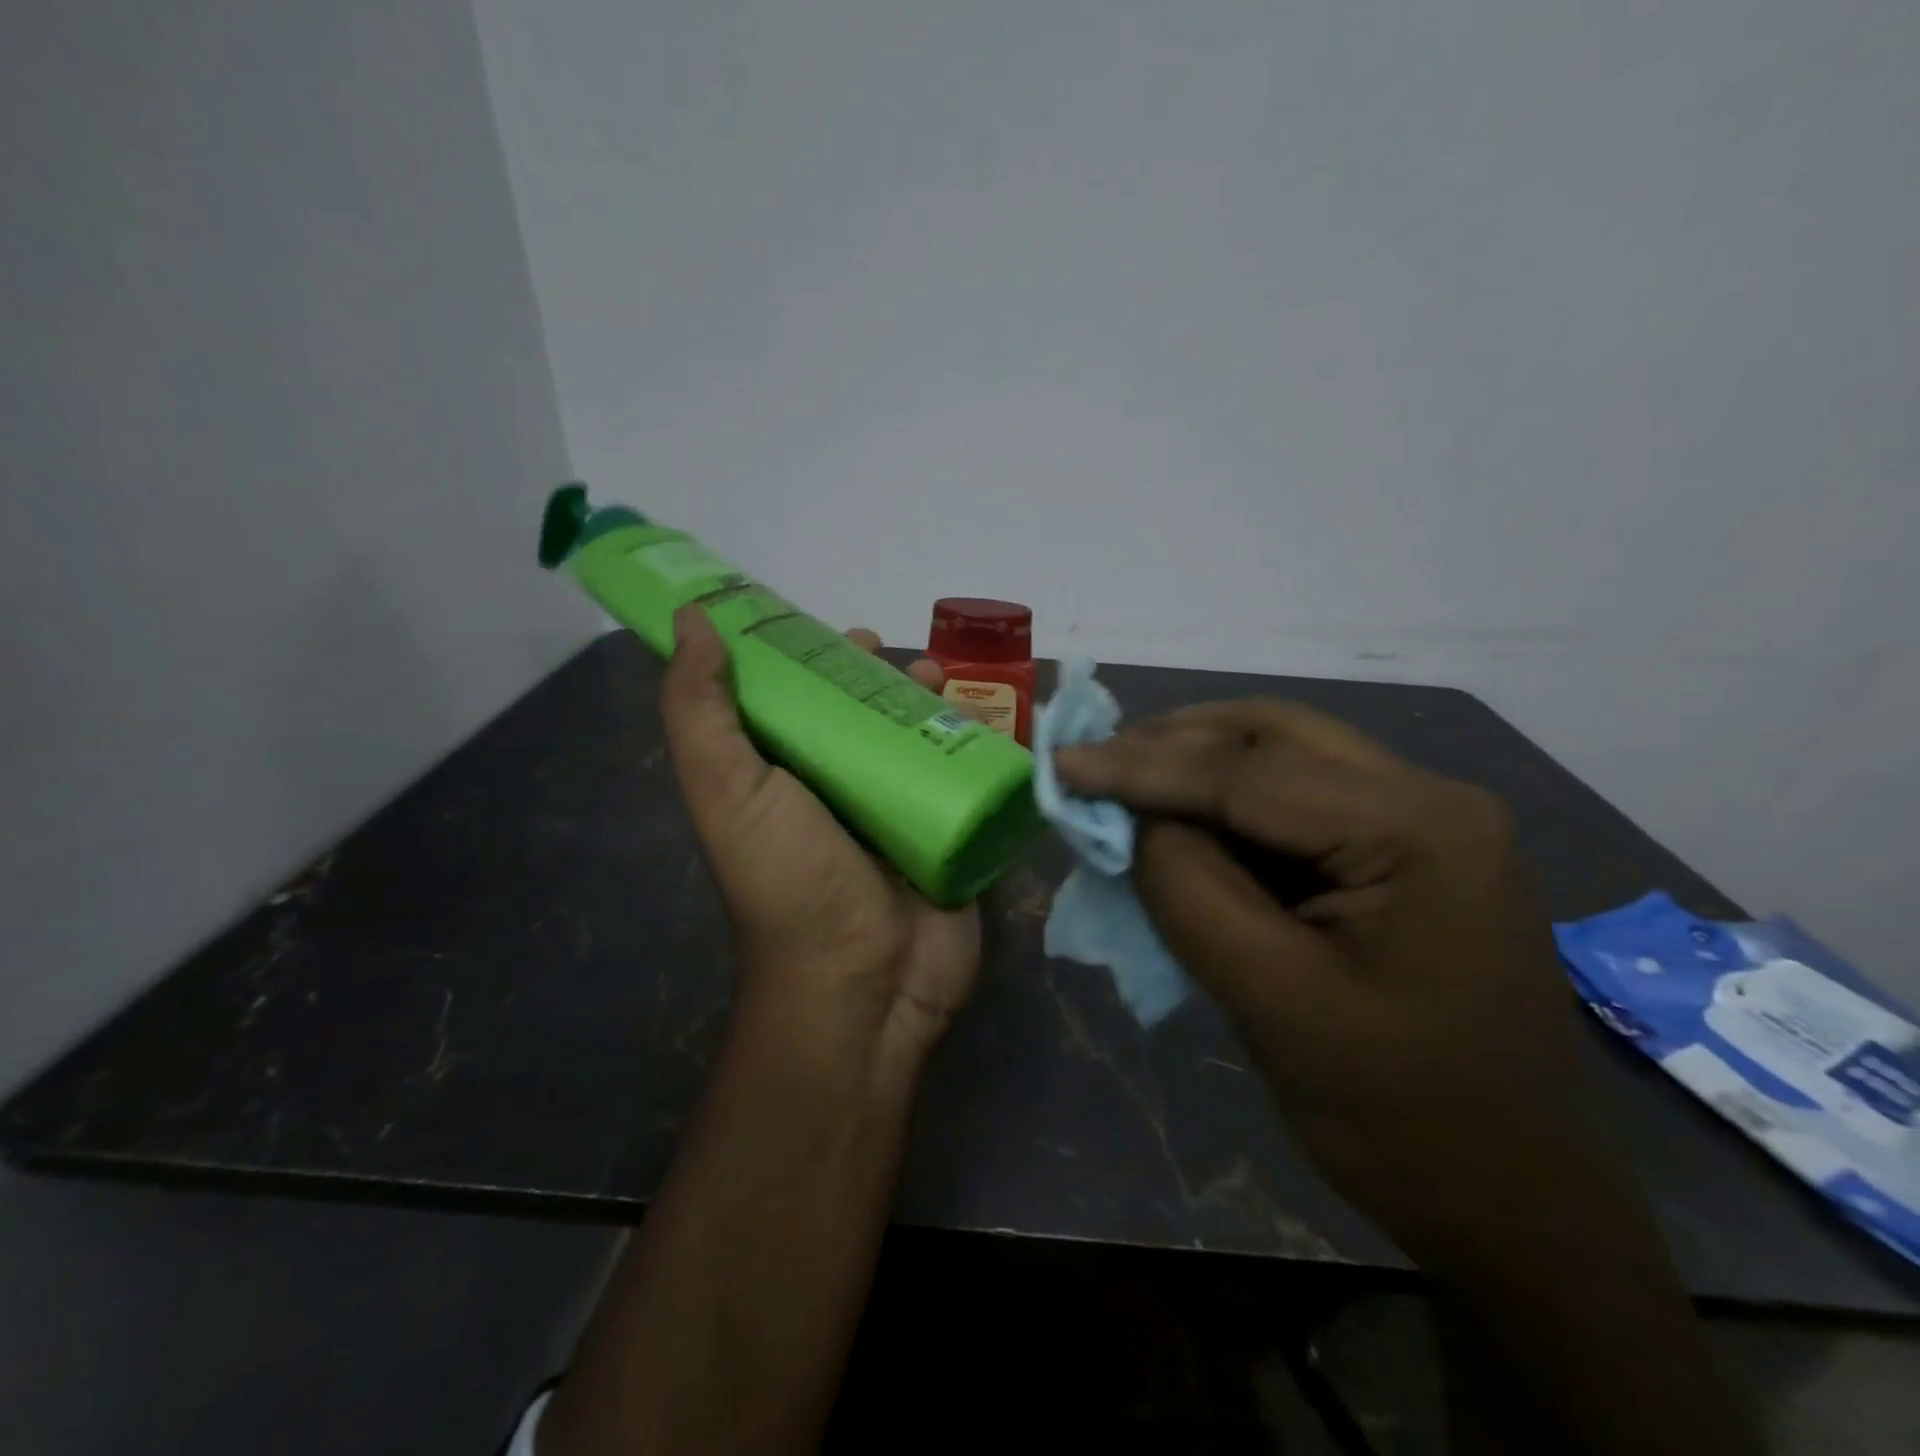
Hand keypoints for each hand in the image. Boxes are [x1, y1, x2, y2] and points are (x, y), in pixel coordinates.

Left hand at [661, 607, 980, 1072]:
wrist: (864, 983)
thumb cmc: (790, 881)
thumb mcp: (728, 791)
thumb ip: (701, 710)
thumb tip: (691, 620)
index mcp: (781, 776)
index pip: (794, 700)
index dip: (811, 657)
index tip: (837, 630)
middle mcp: (837, 791)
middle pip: (862, 714)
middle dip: (882, 677)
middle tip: (905, 656)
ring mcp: (897, 812)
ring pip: (916, 738)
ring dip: (932, 703)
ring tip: (942, 682)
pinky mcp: (948, 832)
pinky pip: (964, 774)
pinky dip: (976, 744)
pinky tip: (986, 723)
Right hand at [1055, 700, 1597, 1258]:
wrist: (1515, 1203)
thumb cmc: (1398, 1117)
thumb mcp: (1269, 999)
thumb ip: (1187, 887)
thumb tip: (1133, 817)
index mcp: (1421, 829)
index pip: (1248, 775)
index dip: (1142, 766)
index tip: (1061, 762)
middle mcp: (1435, 798)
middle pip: (1275, 737)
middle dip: (1173, 744)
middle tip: (1094, 762)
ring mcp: (1430, 820)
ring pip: (1288, 756)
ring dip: (1201, 764)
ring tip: (1126, 781)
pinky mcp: (1412, 849)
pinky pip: (1304, 798)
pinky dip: (1232, 802)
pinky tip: (1187, 818)